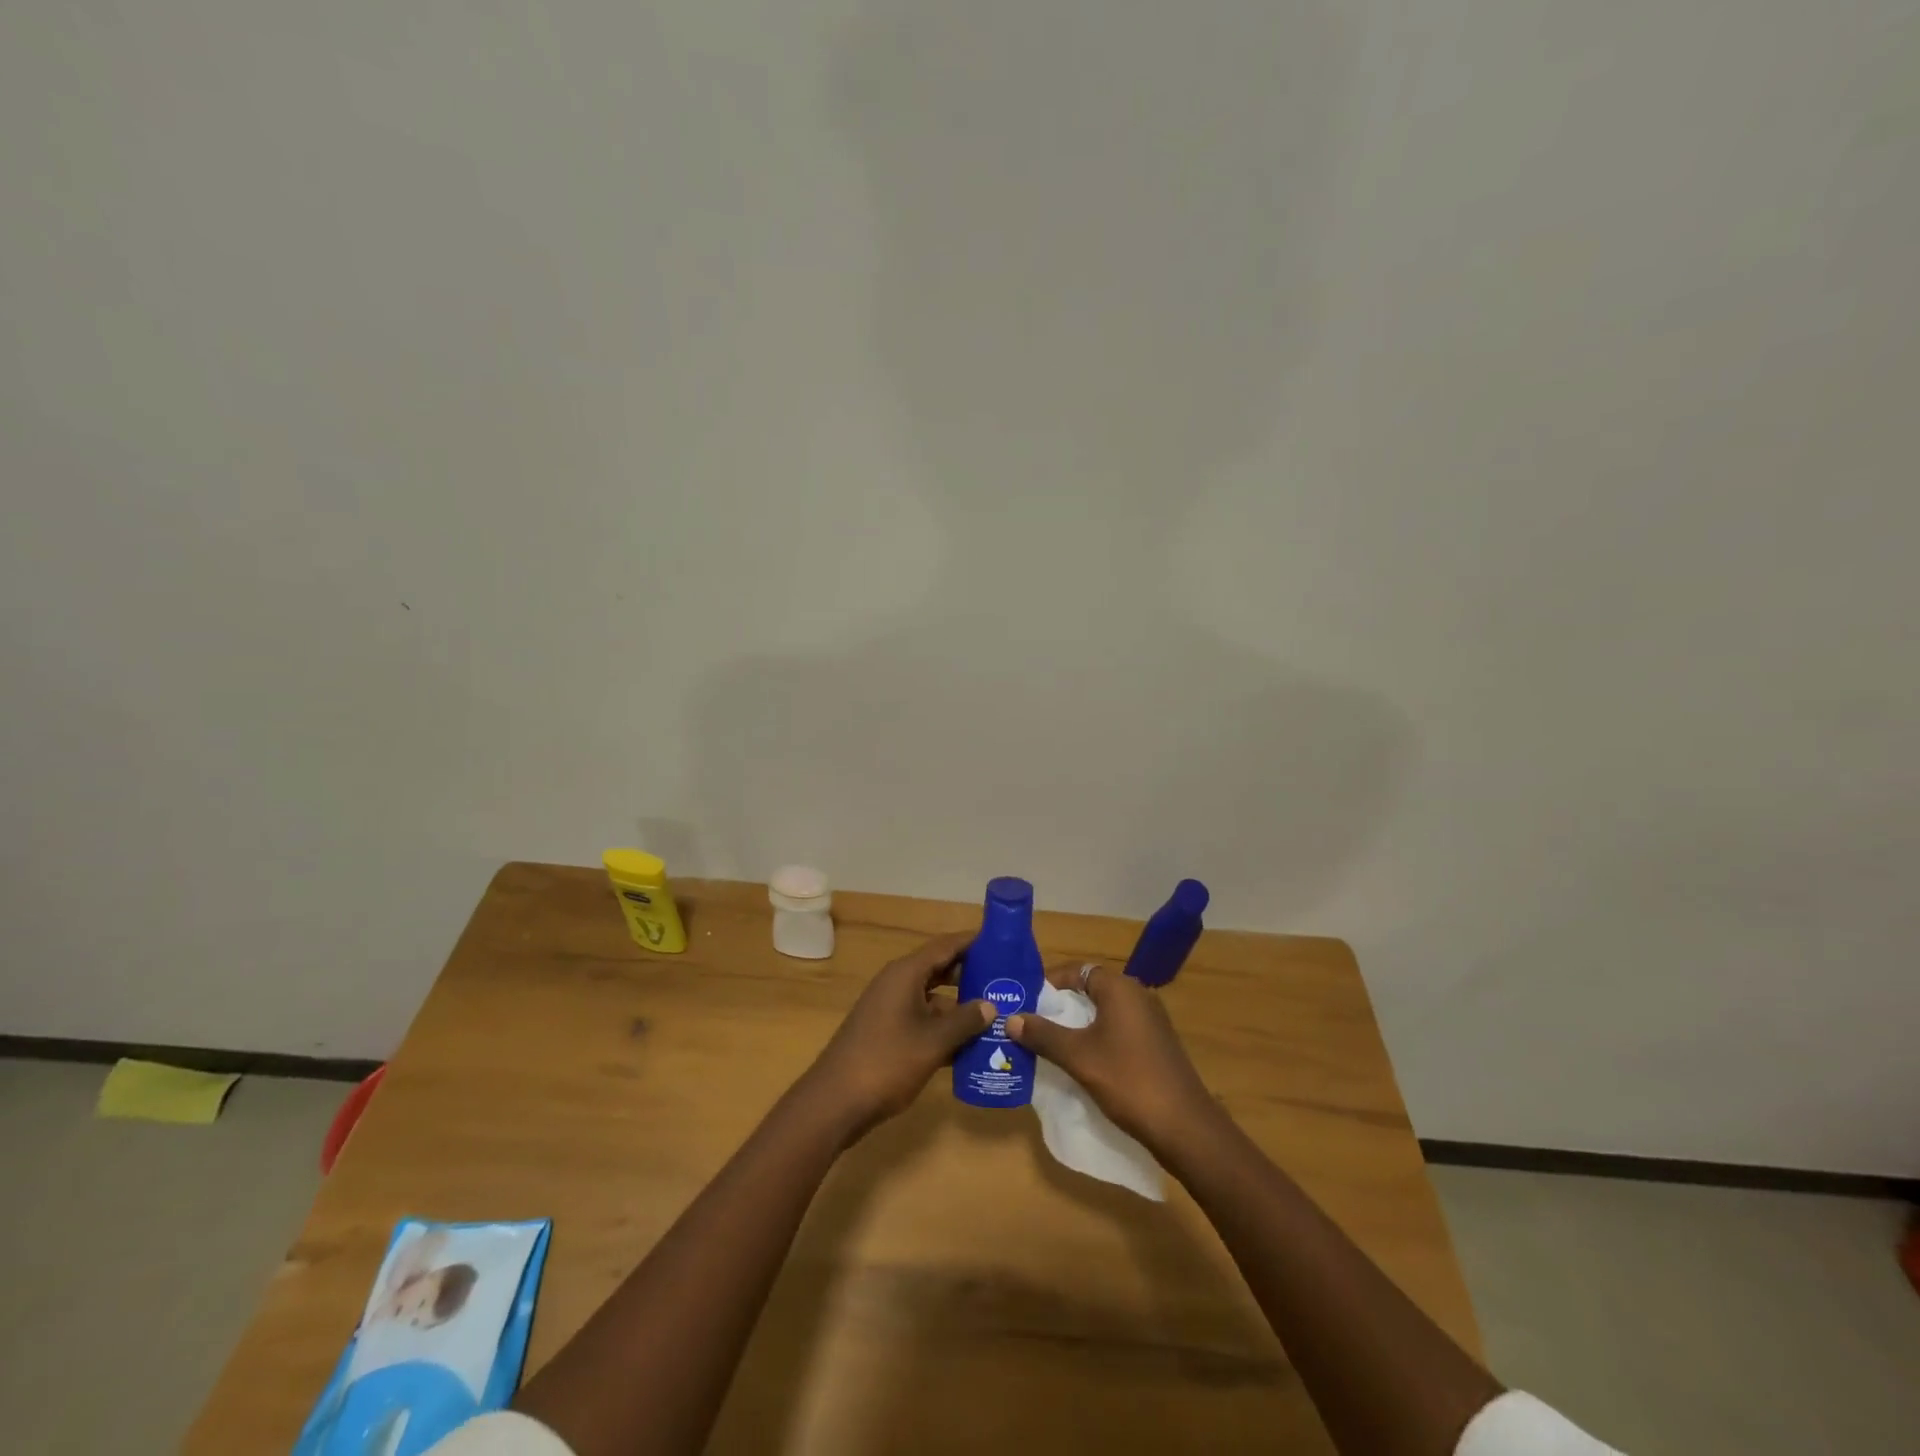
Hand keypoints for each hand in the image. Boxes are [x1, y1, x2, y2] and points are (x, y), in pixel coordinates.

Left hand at [799, 932, 995, 1142]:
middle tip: (1007, 981)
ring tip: (997, 1015)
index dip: (974, 942)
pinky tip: (971, 1047)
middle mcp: (897, 983)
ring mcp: (890, 1008)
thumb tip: (990, 1005)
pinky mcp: (888, 1032)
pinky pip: (923, 1019)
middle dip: (972, 974)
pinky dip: (944, 1028)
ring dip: (961, 1006)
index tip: (1004, 942)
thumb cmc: (886, 1062)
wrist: (835, 1103)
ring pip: (933, 997)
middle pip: (940, 968)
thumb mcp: (933, 1041)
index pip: (946, 945)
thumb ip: (965, 1020)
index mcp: (906, 973)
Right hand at [1007, 962, 1221, 1154]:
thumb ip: (1043, 1035)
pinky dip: (1096, 1037)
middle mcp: (1138, 995)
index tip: (1026, 1001)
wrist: (1185, 1126)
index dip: (1050, 983)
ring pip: (1104, 1011)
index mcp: (1120, 988)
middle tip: (1031, 1023)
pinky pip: (1118, 1029)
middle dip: (1060, 1005)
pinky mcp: (1156, 1043)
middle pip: (1090, 989)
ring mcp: (1150, 1020)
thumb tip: (1010, 1018)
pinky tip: (1081, 1060)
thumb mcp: (1078, 1057)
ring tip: (1048, 1042)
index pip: (1077, 970)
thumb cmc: (1128, 1080)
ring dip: (1077, 1024)